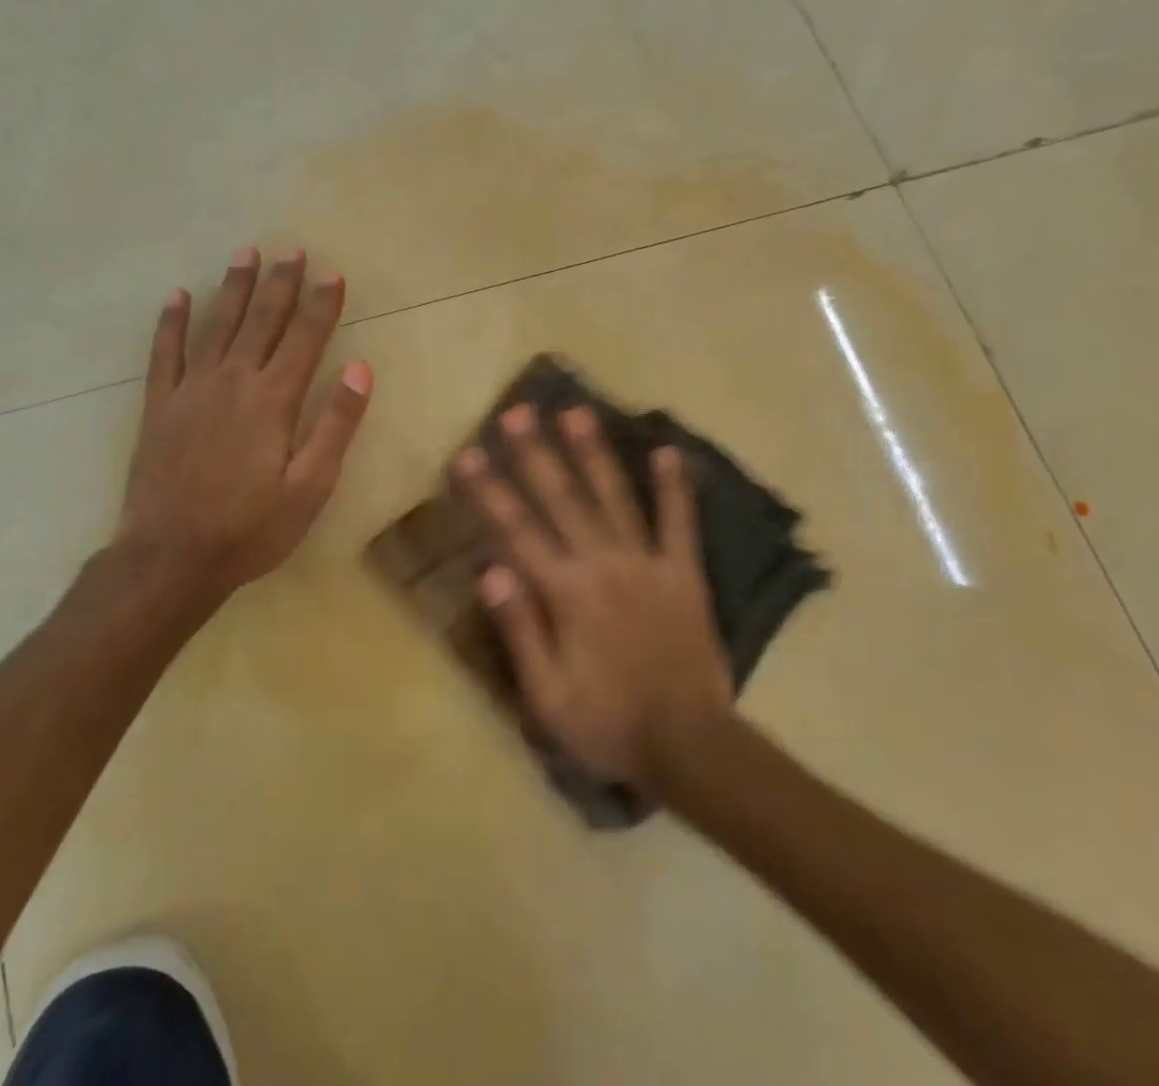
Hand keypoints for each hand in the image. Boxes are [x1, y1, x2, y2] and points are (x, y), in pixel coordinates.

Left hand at [116, 246, 372, 618]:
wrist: (170, 557)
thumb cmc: (250, 528)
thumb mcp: (310, 487)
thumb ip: (335, 425)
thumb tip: (361, 370)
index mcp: (273, 400)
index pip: (305, 339)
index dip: (322, 305)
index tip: (333, 274)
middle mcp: (233, 381)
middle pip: (262, 321)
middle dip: (281, 284)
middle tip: (294, 251)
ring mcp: (191, 389)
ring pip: (217, 325)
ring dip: (234, 288)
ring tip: (247, 253)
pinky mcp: (159, 405)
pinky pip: (165, 352)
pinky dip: (171, 322)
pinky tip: (178, 296)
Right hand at [453, 405, 732, 791]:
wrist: (691, 747)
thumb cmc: (608, 723)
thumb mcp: (547, 695)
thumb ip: (519, 628)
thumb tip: (488, 569)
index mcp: (565, 593)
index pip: (516, 530)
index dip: (488, 490)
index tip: (467, 453)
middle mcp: (603, 564)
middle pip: (561, 499)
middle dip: (535, 453)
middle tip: (517, 412)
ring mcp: (647, 564)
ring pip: (614, 498)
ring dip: (593, 453)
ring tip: (577, 413)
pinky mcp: (684, 574)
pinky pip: (679, 523)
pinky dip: (675, 488)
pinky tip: (669, 452)